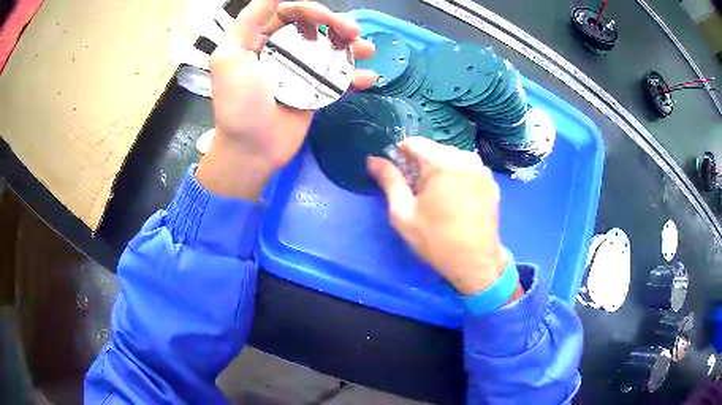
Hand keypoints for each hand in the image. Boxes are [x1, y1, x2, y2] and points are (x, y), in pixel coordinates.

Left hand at [197, 0, 376, 200]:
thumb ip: (247, 22)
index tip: (327, 18)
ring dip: (351, 45)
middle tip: (353, 32)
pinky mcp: (315, 91)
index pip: (289, 12)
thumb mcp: (229, 58)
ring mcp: (300, 70)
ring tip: (366, 49)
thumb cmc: (239, 104)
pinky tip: (368, 77)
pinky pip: (338, 76)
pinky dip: (355, 75)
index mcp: (259, 39)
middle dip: (336, 24)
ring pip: (330, 48)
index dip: (311, 10)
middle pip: (314, 26)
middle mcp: (281, 50)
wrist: (252, 151)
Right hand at [368, 137, 509, 295]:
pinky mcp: (491, 182)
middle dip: (421, 164)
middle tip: (417, 191)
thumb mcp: (403, 213)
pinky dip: (457, 175)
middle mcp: (465, 159)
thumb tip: (373, 159)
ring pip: (452, 157)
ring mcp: (482, 170)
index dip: (400, 156)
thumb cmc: (436, 240)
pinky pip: (468, 168)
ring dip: (440, 169)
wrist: (475, 263)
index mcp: (442, 163)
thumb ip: (389, 181)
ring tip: (437, 196)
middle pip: (434, 149)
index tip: (397, 176)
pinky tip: (456, 198)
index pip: (414, 142)